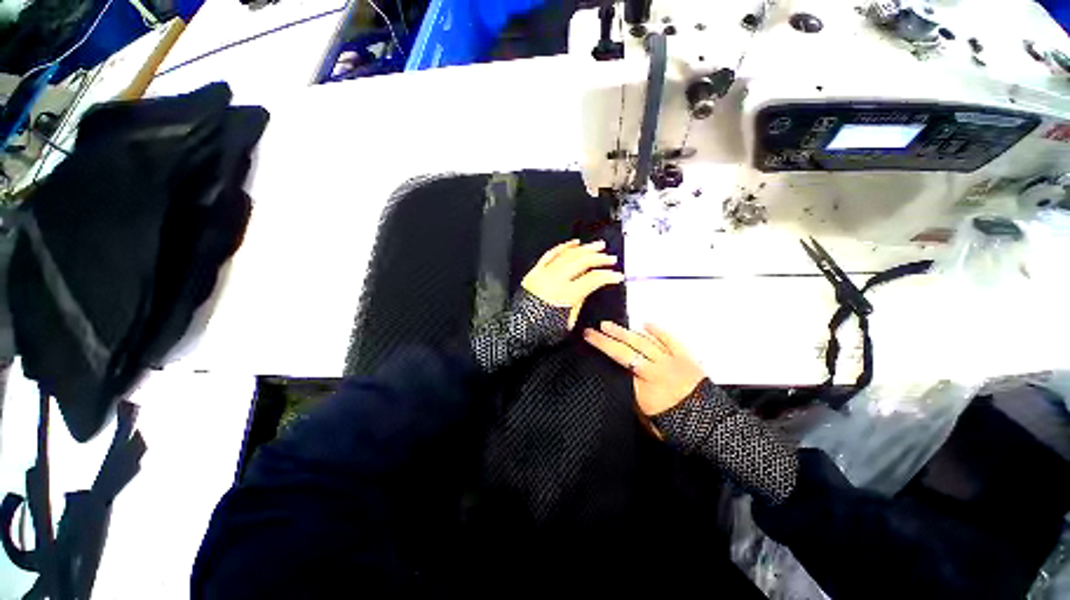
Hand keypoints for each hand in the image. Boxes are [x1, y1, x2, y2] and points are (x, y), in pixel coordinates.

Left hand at [522, 239, 624, 328]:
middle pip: (582, 262)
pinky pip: (551, 254)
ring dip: (585, 249)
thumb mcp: (568, 322)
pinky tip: (574, 243)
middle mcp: (556, 279)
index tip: (617, 275)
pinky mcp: (536, 270)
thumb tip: (588, 288)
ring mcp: (545, 272)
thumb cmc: (543, 330)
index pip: (593, 279)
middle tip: (611, 258)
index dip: (608, 276)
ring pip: (568, 255)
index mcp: (566, 294)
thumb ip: (579, 302)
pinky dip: (564, 247)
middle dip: (600, 259)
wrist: (519, 328)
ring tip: (598, 246)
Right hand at [583, 322, 705, 415]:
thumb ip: (633, 397)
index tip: (588, 340)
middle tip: (592, 330)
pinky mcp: (685, 357)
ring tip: (609, 325)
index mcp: (645, 386)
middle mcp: (655, 369)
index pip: (618, 363)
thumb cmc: (678, 427)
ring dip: (624, 332)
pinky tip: (646, 324)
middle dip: (606, 339)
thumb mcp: (647, 419)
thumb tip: (622, 380)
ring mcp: (671, 361)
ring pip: (644, 342)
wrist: (715, 426)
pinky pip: (669, 340)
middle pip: (626, 350)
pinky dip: (658, 331)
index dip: (602, 350)